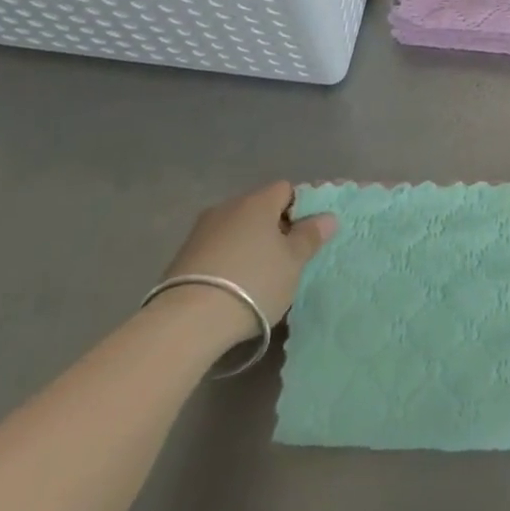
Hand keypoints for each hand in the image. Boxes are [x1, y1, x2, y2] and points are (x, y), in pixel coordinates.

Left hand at [158, 181, 337, 327]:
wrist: (188, 321)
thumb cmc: (254, 282)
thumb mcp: (293, 262)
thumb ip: (310, 236)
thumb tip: (328, 217)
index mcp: (258, 202)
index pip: (286, 189)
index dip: (299, 208)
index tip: (304, 237)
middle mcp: (228, 207)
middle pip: (259, 208)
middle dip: (273, 228)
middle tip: (285, 260)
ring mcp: (201, 230)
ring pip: (235, 229)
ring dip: (248, 245)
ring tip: (256, 277)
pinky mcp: (182, 256)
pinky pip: (216, 248)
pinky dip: (227, 260)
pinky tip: (230, 287)